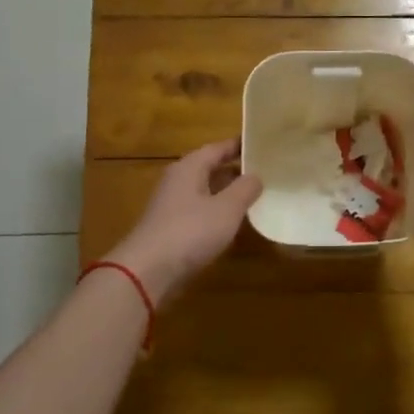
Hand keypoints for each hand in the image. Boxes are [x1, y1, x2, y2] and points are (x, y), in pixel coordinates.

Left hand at [108, 139, 262, 302]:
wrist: (148, 270)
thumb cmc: (191, 231)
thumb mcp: (227, 208)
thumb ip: (245, 189)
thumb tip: (256, 175)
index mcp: (189, 167)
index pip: (218, 148)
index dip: (240, 145)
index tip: (262, 143)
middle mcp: (178, 180)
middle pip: (210, 168)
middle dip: (235, 169)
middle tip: (265, 171)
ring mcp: (172, 205)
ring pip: (205, 190)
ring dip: (227, 192)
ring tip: (255, 196)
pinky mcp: (171, 227)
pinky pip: (199, 211)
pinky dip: (217, 211)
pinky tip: (232, 222)